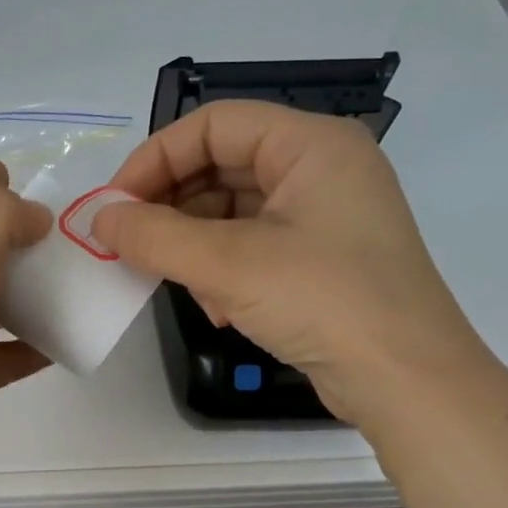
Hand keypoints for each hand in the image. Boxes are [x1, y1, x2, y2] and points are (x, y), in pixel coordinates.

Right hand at [92, 99, 488, 424]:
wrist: (408, 383)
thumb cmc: (325, 302)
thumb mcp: (230, 265)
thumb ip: (155, 236)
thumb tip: (99, 219)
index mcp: (311, 145)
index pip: (214, 125)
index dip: (156, 158)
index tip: (114, 205)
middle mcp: (320, 169)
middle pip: (222, 165)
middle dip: (172, 207)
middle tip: (131, 245)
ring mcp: (324, 216)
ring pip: (233, 211)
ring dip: (195, 245)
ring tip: (177, 283)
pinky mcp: (321, 259)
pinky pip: (253, 245)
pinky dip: (224, 270)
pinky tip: (219, 308)